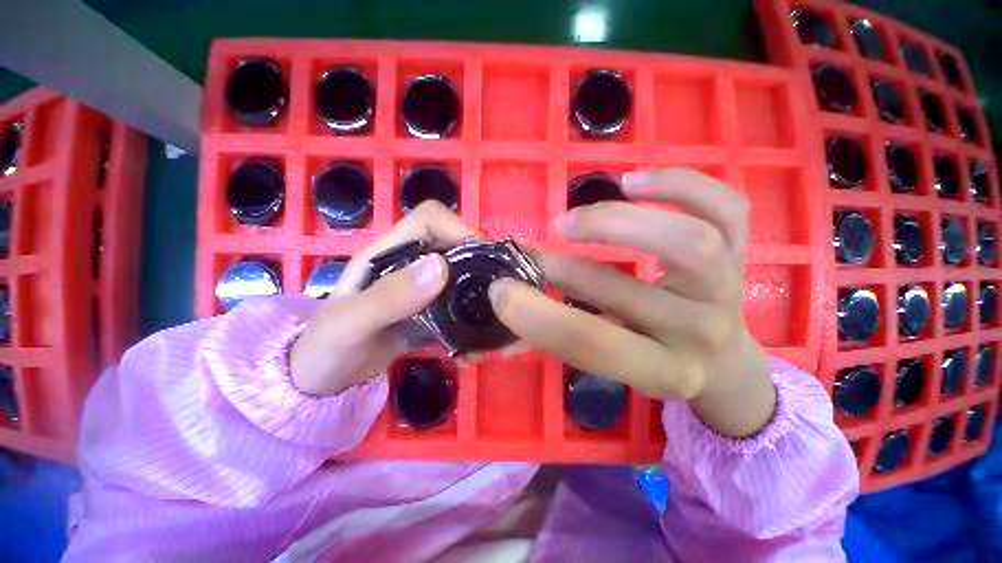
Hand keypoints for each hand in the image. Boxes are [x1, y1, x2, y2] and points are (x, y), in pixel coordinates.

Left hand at [290, 201, 476, 396]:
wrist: (323, 382)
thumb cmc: (325, 351)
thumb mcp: (350, 324)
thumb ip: (390, 296)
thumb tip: (441, 267)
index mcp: (387, 253)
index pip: (429, 219)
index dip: (458, 229)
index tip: (483, 257)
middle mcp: (408, 263)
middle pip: (453, 243)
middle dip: (479, 258)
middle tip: (497, 289)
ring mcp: (421, 288)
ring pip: (461, 272)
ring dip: (479, 286)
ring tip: (494, 309)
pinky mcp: (430, 310)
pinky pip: (459, 300)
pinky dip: (472, 310)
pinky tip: (479, 330)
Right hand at [489, 169, 775, 437]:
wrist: (721, 363)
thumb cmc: (654, 362)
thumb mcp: (610, 365)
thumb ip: (557, 341)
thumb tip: (505, 320)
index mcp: (663, 372)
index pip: (595, 345)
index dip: (540, 319)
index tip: (501, 292)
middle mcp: (700, 333)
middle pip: (627, 292)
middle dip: (564, 269)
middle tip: (531, 254)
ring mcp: (727, 288)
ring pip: (687, 243)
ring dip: (615, 223)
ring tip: (572, 222)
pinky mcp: (742, 252)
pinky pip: (726, 208)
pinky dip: (680, 185)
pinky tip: (633, 182)